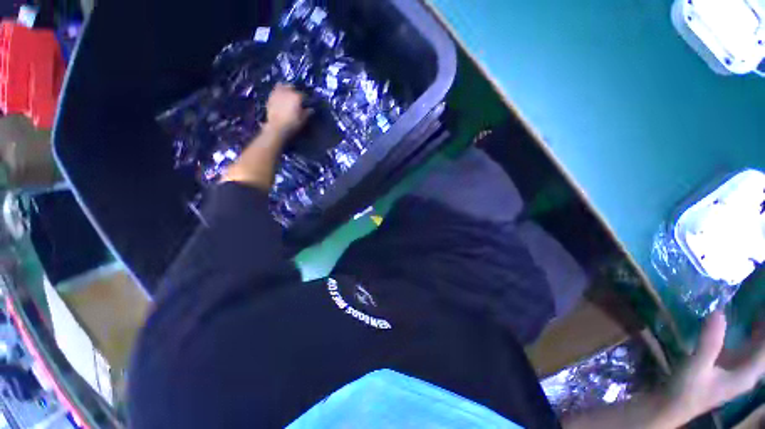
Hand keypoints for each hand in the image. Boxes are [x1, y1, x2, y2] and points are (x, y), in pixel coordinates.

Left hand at [264, 83, 310, 136]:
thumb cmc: (292, 123)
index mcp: (296, 96)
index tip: (306, 103)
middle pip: (291, 87)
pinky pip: (275, 91)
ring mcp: (277, 93)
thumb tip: (311, 109)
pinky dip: (278, 93)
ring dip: (285, 89)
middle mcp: (287, 92)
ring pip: (281, 86)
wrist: (277, 127)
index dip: (305, 99)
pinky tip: (279, 98)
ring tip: (286, 95)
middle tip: (296, 97)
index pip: (303, 94)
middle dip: (294, 90)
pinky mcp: (270, 97)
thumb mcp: (303, 120)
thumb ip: (308, 113)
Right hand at [663, 312, 764, 422]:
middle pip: (763, 348)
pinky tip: (743, 322)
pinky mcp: (727, 365)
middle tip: (759, 303)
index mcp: (747, 373)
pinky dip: (749, 334)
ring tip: (757, 308)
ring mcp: (737, 369)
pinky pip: (745, 347)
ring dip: (760, 329)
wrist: (672, 406)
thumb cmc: (687, 389)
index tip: (763, 306)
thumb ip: (709, 342)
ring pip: (757, 346)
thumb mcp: (696, 367)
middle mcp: (748, 371)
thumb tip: (718, 311)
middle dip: (763, 327)